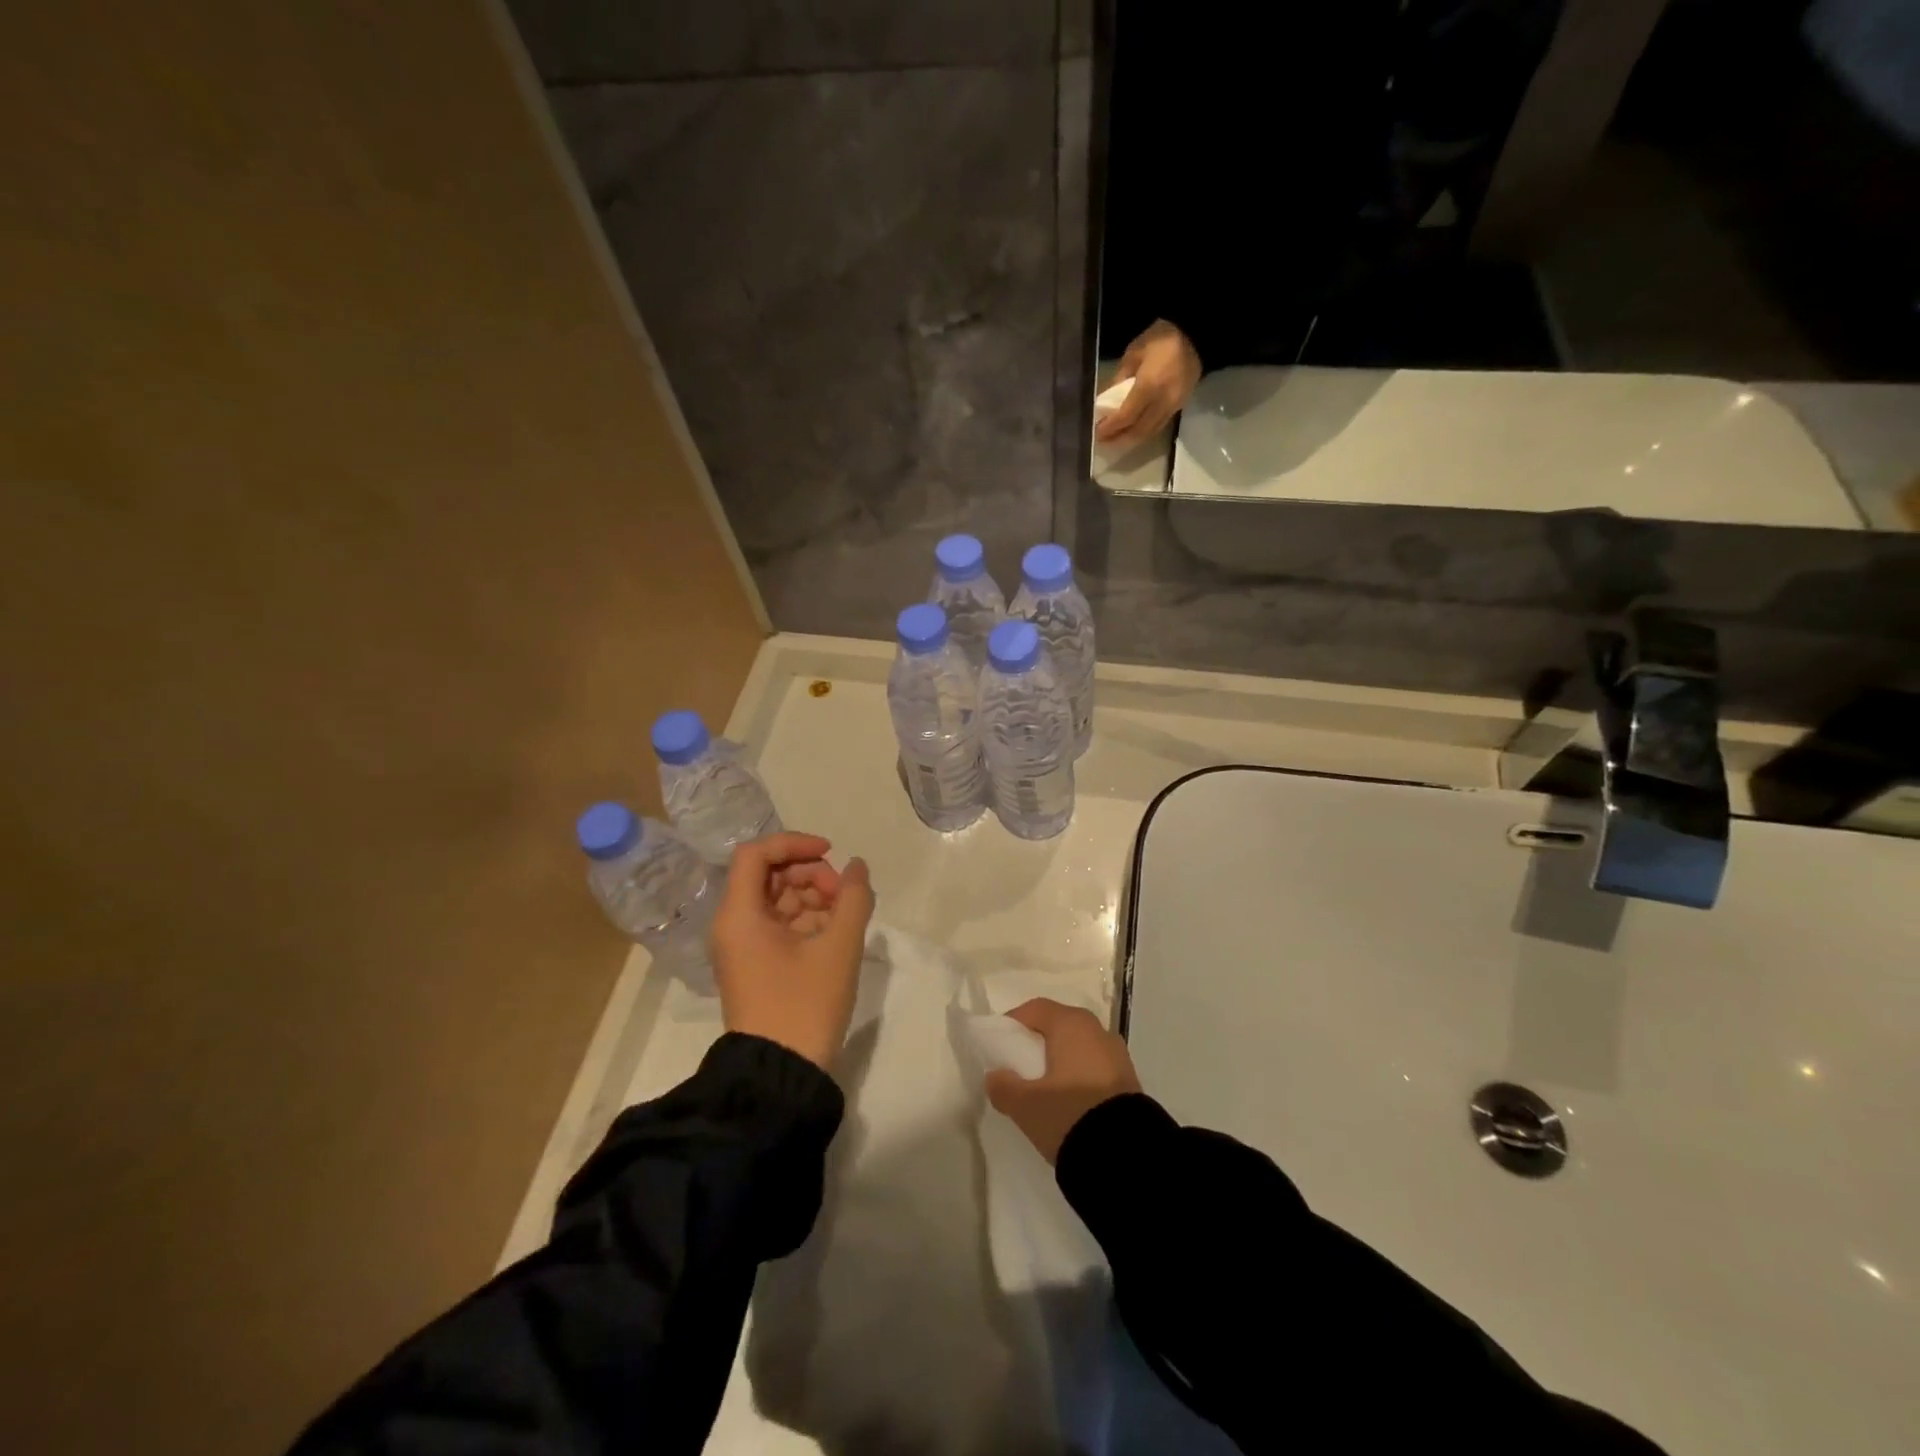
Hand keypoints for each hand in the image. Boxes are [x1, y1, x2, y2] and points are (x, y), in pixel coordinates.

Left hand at [711, 833, 874, 1070]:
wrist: (780, 1074)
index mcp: (740, 915)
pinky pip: (780, 925)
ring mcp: (743, 947)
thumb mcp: (838, 947)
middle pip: (768, 875)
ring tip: (846, 916)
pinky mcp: (756, 965)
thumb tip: (857, 866)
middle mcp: (733, 924)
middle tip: (843, 894)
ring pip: (777, 900)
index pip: (757, 853)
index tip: (831, 853)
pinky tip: (836, 932)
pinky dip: (808, 920)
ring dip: (813, 897)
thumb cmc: (805, 1004)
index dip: (794, 843)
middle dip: (810, 874)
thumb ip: (853, 898)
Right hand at [984, 998, 1142, 1163]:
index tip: (998, 1046)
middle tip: (1019, 1067)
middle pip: (1059, 1025)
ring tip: (1044, 1088)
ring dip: (1060, 1060)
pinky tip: (1069, 1101)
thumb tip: (995, 1076)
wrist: (1126, 1154)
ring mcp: (1117, 1054)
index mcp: (1070, 1023)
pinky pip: (1094, 1066)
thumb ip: (1003, 1087)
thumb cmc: (1068, 1113)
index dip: (1013, 1023)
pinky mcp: (1129, 1079)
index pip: (1035, 1009)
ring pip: (1079, 1047)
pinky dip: (1079, 1075)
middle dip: (1037, 1042)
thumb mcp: (1025, 1105)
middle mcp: (1096, 1029)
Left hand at [1095, 319, 1201, 446]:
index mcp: (1149, 386)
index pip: (1126, 416)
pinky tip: (1132, 430)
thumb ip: (1119, 379)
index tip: (1096, 432)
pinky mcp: (1179, 407)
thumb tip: (1105, 400)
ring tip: (1115, 438)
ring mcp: (1173, 406)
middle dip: (1118, 438)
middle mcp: (1162, 402)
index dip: (1110, 427)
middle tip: (1102, 439)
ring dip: (1130, 439)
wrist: (1196, 334)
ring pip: (1149, 433)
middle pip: (1138, 431)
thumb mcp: (1134, 353)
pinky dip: (1143, 432)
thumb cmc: (1161, 338)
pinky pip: (1158, 426)